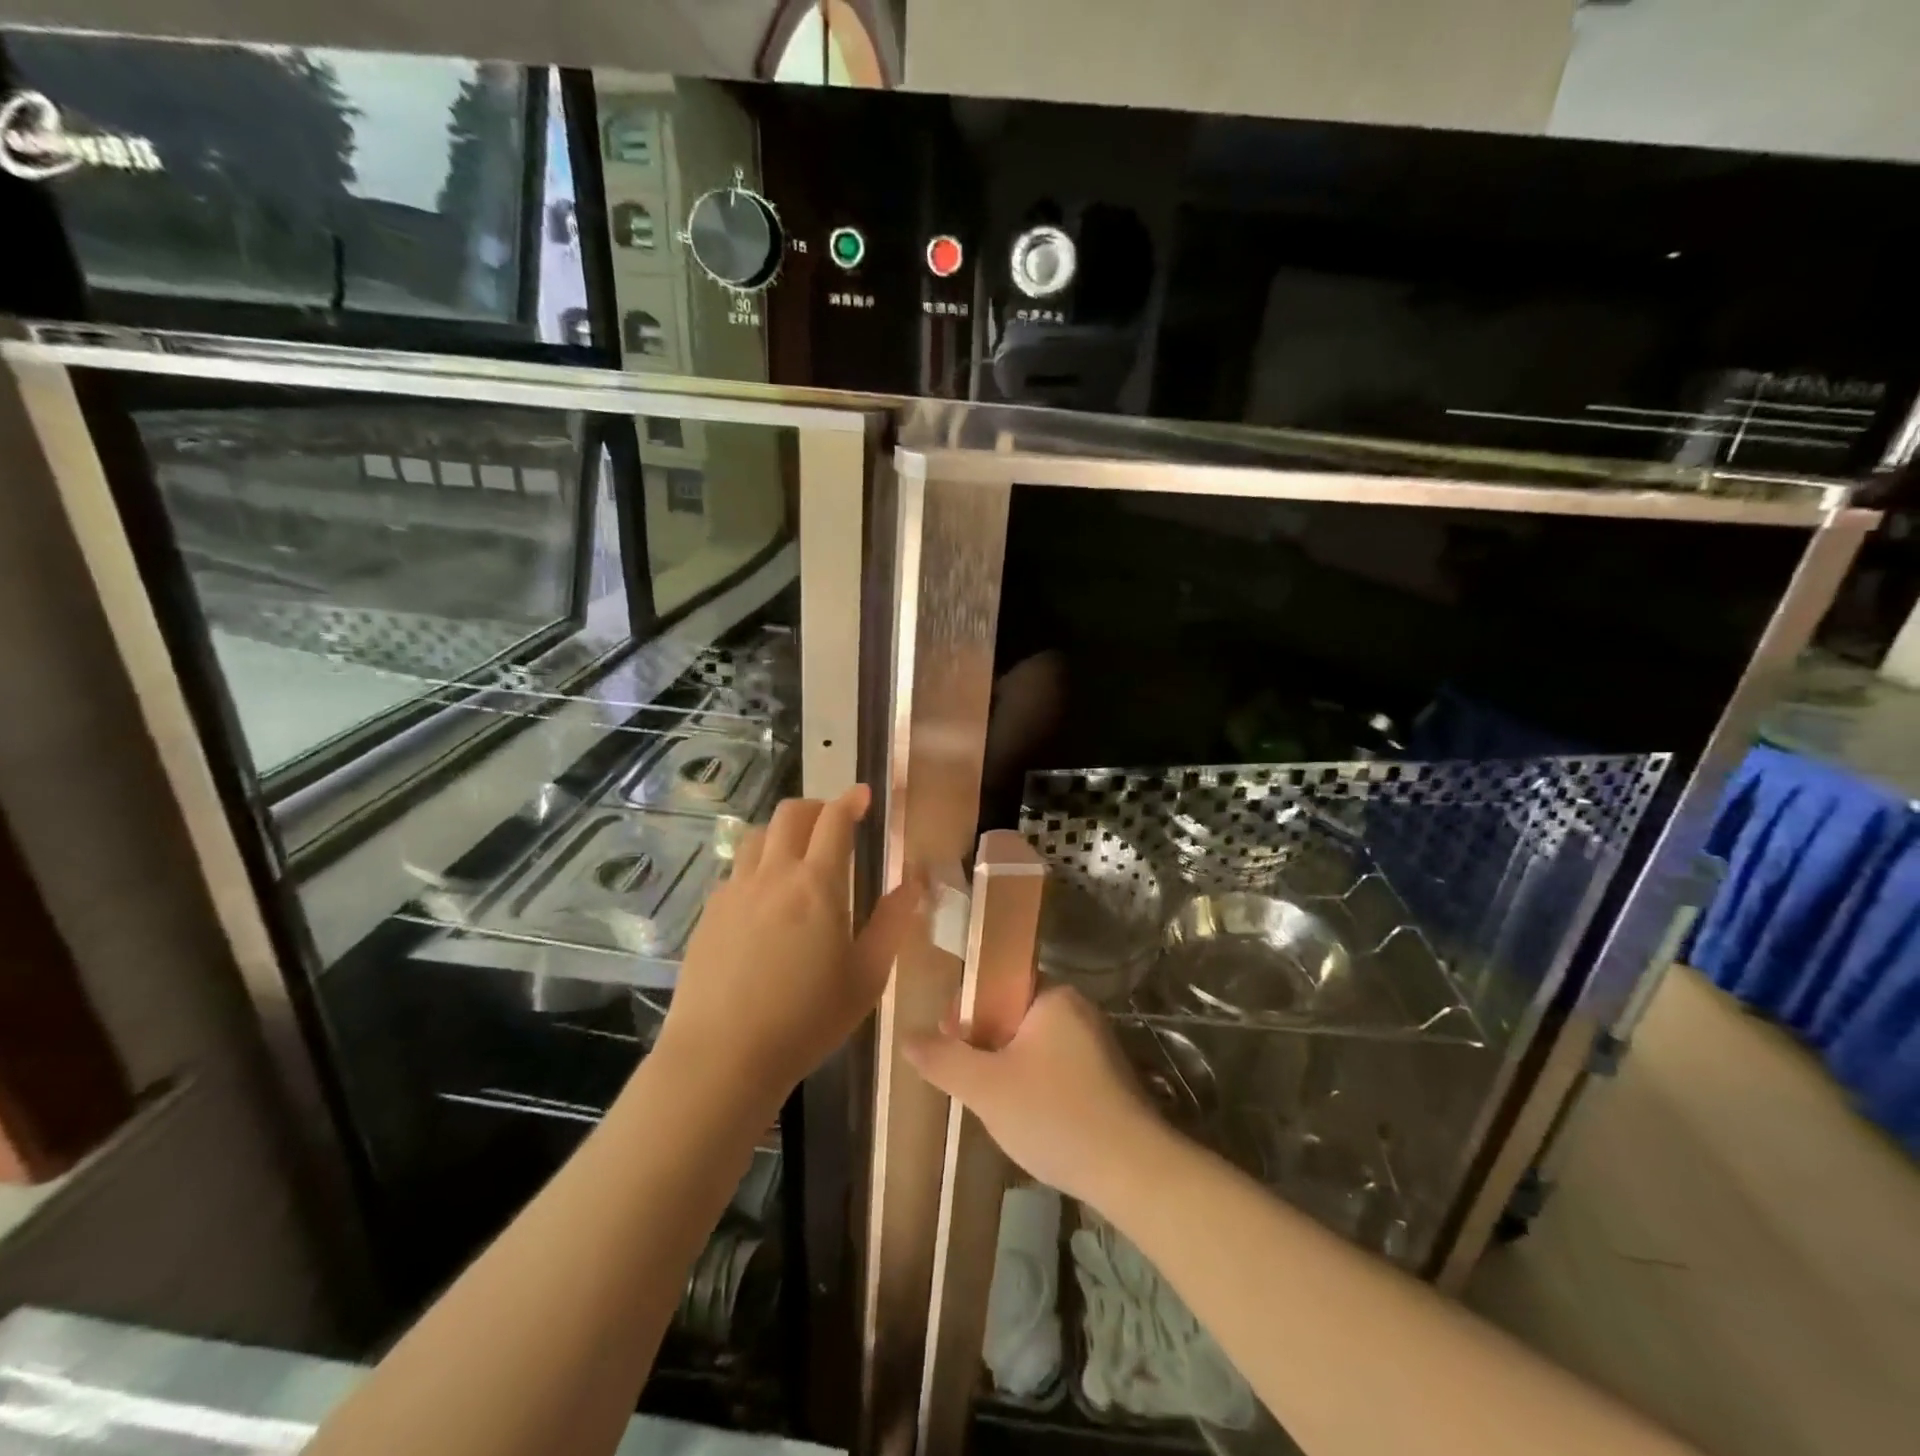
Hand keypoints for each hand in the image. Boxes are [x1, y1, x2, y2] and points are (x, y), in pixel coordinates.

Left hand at [655, 787, 924, 1116]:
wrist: (722, 1056)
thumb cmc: (807, 1019)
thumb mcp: (867, 976)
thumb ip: (893, 922)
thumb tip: (915, 881)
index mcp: (817, 884)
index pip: (834, 820)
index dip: (851, 800)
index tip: (864, 795)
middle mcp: (773, 875)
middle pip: (791, 814)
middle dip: (817, 807)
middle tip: (834, 823)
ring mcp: (735, 891)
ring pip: (758, 836)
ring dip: (783, 832)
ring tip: (798, 855)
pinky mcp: (709, 913)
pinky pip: (737, 870)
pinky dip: (758, 865)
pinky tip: (765, 899)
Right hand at [905, 986, 1164, 1205]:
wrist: (1134, 1173)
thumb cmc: (1055, 1115)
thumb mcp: (986, 1088)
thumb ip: (943, 1059)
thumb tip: (906, 1037)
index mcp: (1053, 995)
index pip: (998, 982)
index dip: (966, 1008)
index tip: (948, 1041)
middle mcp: (1078, 1009)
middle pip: (1013, 1014)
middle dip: (984, 1043)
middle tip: (965, 1079)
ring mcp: (1096, 1044)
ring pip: (1033, 1044)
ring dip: (1007, 1067)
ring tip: (990, 1102)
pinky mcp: (1106, 1078)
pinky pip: (1055, 1067)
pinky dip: (1034, 1084)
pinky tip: (1026, 1118)